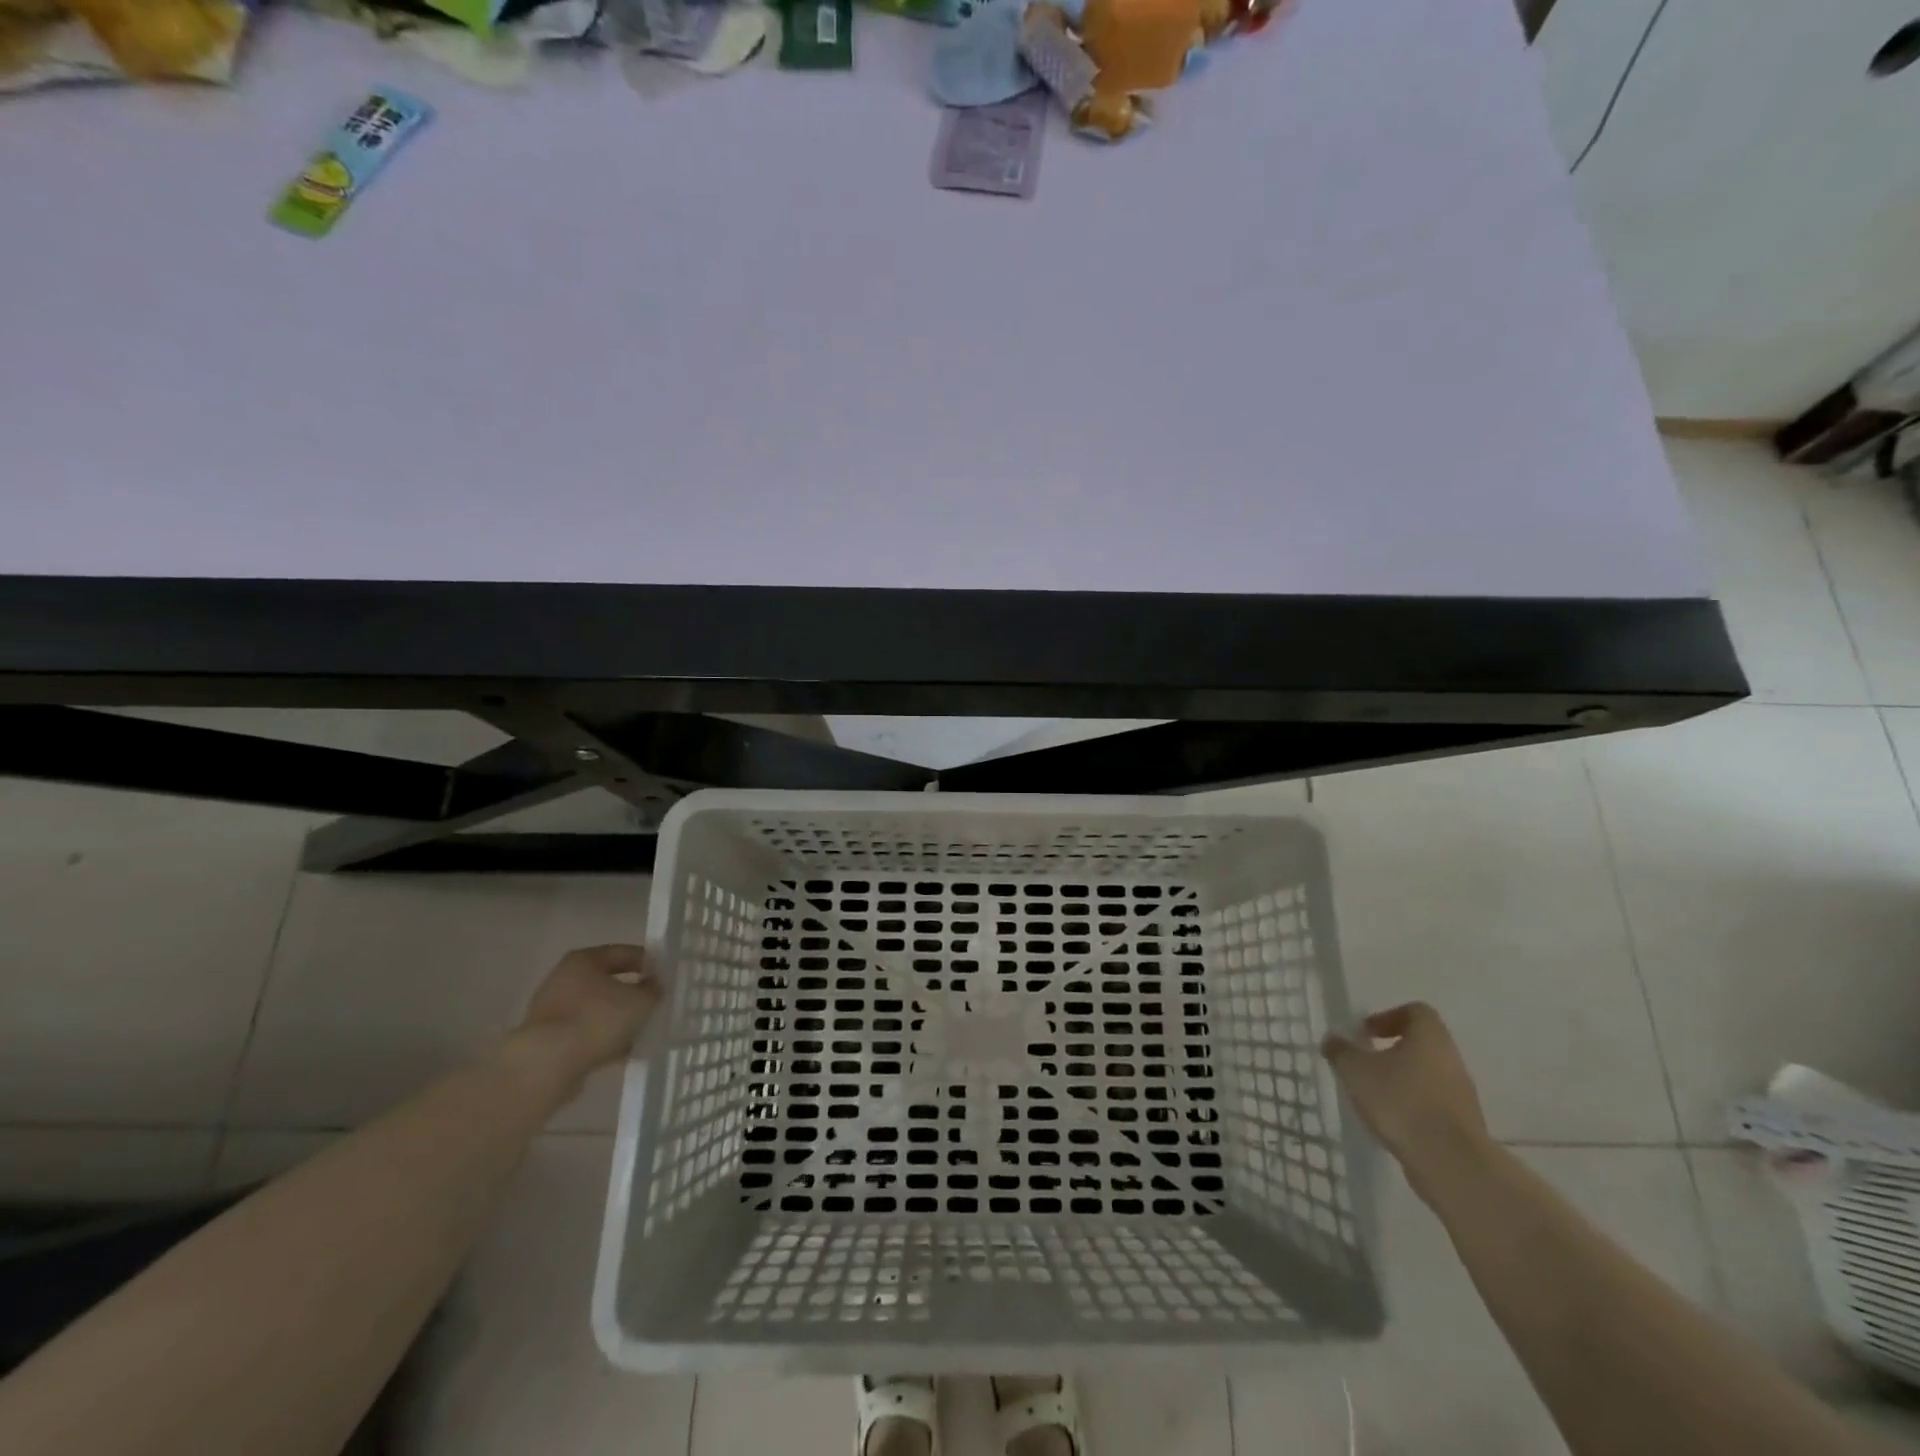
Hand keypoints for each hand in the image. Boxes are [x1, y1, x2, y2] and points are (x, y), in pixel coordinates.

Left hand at [517, 944, 661, 1081]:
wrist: (546, 1065)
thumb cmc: (597, 1019)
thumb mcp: (639, 1001)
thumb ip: (652, 990)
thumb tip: (653, 985)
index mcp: (584, 959)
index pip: (623, 952)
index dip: (648, 962)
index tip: (666, 976)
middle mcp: (564, 978)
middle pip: (607, 981)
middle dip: (632, 992)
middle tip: (655, 1003)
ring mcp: (552, 1010)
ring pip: (596, 1009)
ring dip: (618, 1018)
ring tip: (642, 1031)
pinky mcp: (548, 1039)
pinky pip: (585, 1032)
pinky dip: (603, 1038)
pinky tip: (623, 1051)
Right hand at [1323, 1003, 1490, 1187]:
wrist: (1450, 1163)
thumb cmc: (1400, 1102)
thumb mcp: (1355, 1070)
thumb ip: (1341, 1051)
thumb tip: (1333, 1040)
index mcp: (1429, 1037)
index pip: (1416, 1011)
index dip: (1388, 1016)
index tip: (1366, 1033)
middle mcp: (1451, 1059)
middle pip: (1422, 1043)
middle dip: (1392, 1050)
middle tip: (1365, 1062)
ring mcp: (1461, 1093)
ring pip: (1427, 1074)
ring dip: (1402, 1079)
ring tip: (1374, 1095)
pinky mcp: (1463, 1123)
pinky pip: (1433, 1102)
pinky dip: (1412, 1105)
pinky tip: (1391, 1121)